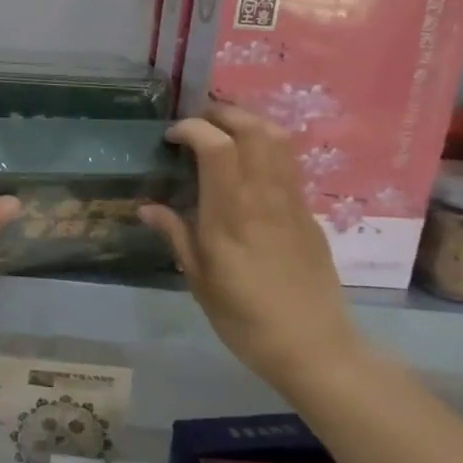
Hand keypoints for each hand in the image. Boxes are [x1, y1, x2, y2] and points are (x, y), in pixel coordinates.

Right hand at [139, 102, 362, 389]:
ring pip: (278, 141)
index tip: (171, 137)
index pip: (217, 146)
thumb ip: (175, 235)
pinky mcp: (308, 214)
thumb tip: (147, 207)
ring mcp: (292, 203)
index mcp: (231, 214)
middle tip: (197, 123)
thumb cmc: (245, 319)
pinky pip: (288, 165)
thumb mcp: (199, 280)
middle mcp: (264, 198)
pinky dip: (265, 148)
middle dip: (223, 113)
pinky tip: (247, 166)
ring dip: (248, 123)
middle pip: (254, 129)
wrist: (315, 349)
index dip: (192, 128)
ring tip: (223, 132)